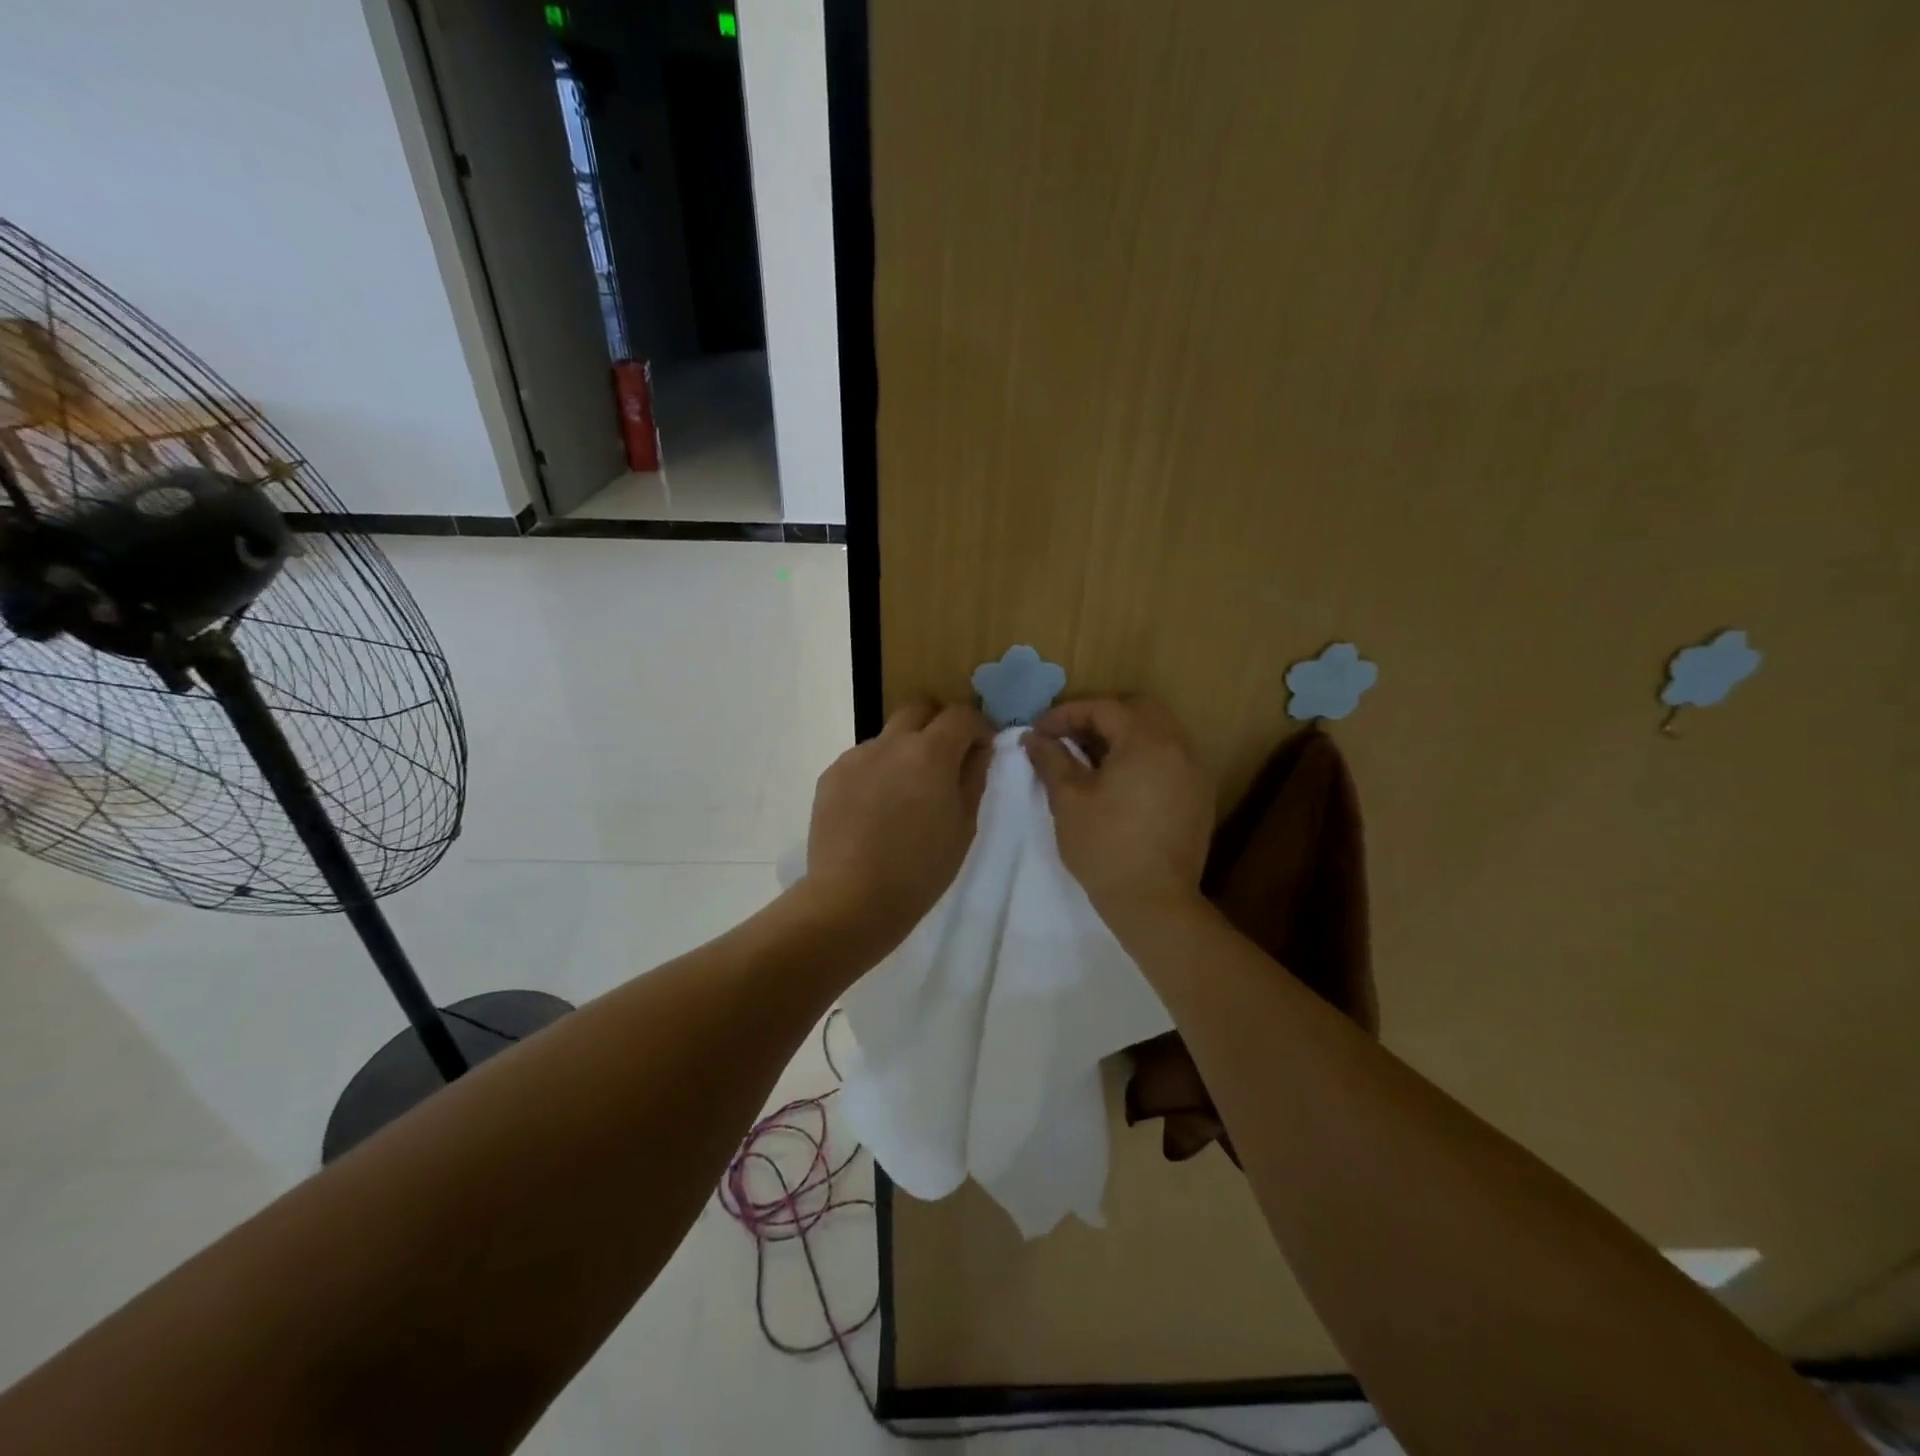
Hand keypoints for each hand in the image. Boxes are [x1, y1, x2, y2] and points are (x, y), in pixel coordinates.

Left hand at [803, 701, 992, 944]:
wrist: (851, 898)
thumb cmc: (920, 869)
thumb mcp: (963, 826)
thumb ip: (974, 778)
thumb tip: (979, 749)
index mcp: (930, 753)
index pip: (960, 715)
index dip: (976, 727)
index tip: (980, 749)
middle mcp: (890, 743)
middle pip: (919, 708)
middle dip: (937, 723)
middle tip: (944, 758)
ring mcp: (856, 756)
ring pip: (888, 736)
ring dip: (903, 750)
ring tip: (904, 794)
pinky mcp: (831, 775)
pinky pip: (862, 760)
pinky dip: (876, 772)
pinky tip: (875, 809)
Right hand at [1025, 696, 1214, 916]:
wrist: (1154, 902)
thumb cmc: (1105, 847)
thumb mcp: (1069, 800)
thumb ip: (1052, 760)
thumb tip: (1034, 738)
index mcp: (1146, 741)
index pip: (1104, 708)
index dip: (1067, 714)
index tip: (1040, 732)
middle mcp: (1178, 746)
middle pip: (1138, 709)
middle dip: (1099, 717)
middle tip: (1068, 739)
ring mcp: (1195, 771)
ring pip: (1158, 731)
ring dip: (1124, 735)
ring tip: (1092, 759)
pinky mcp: (1200, 795)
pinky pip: (1171, 757)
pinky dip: (1144, 756)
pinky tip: (1121, 782)